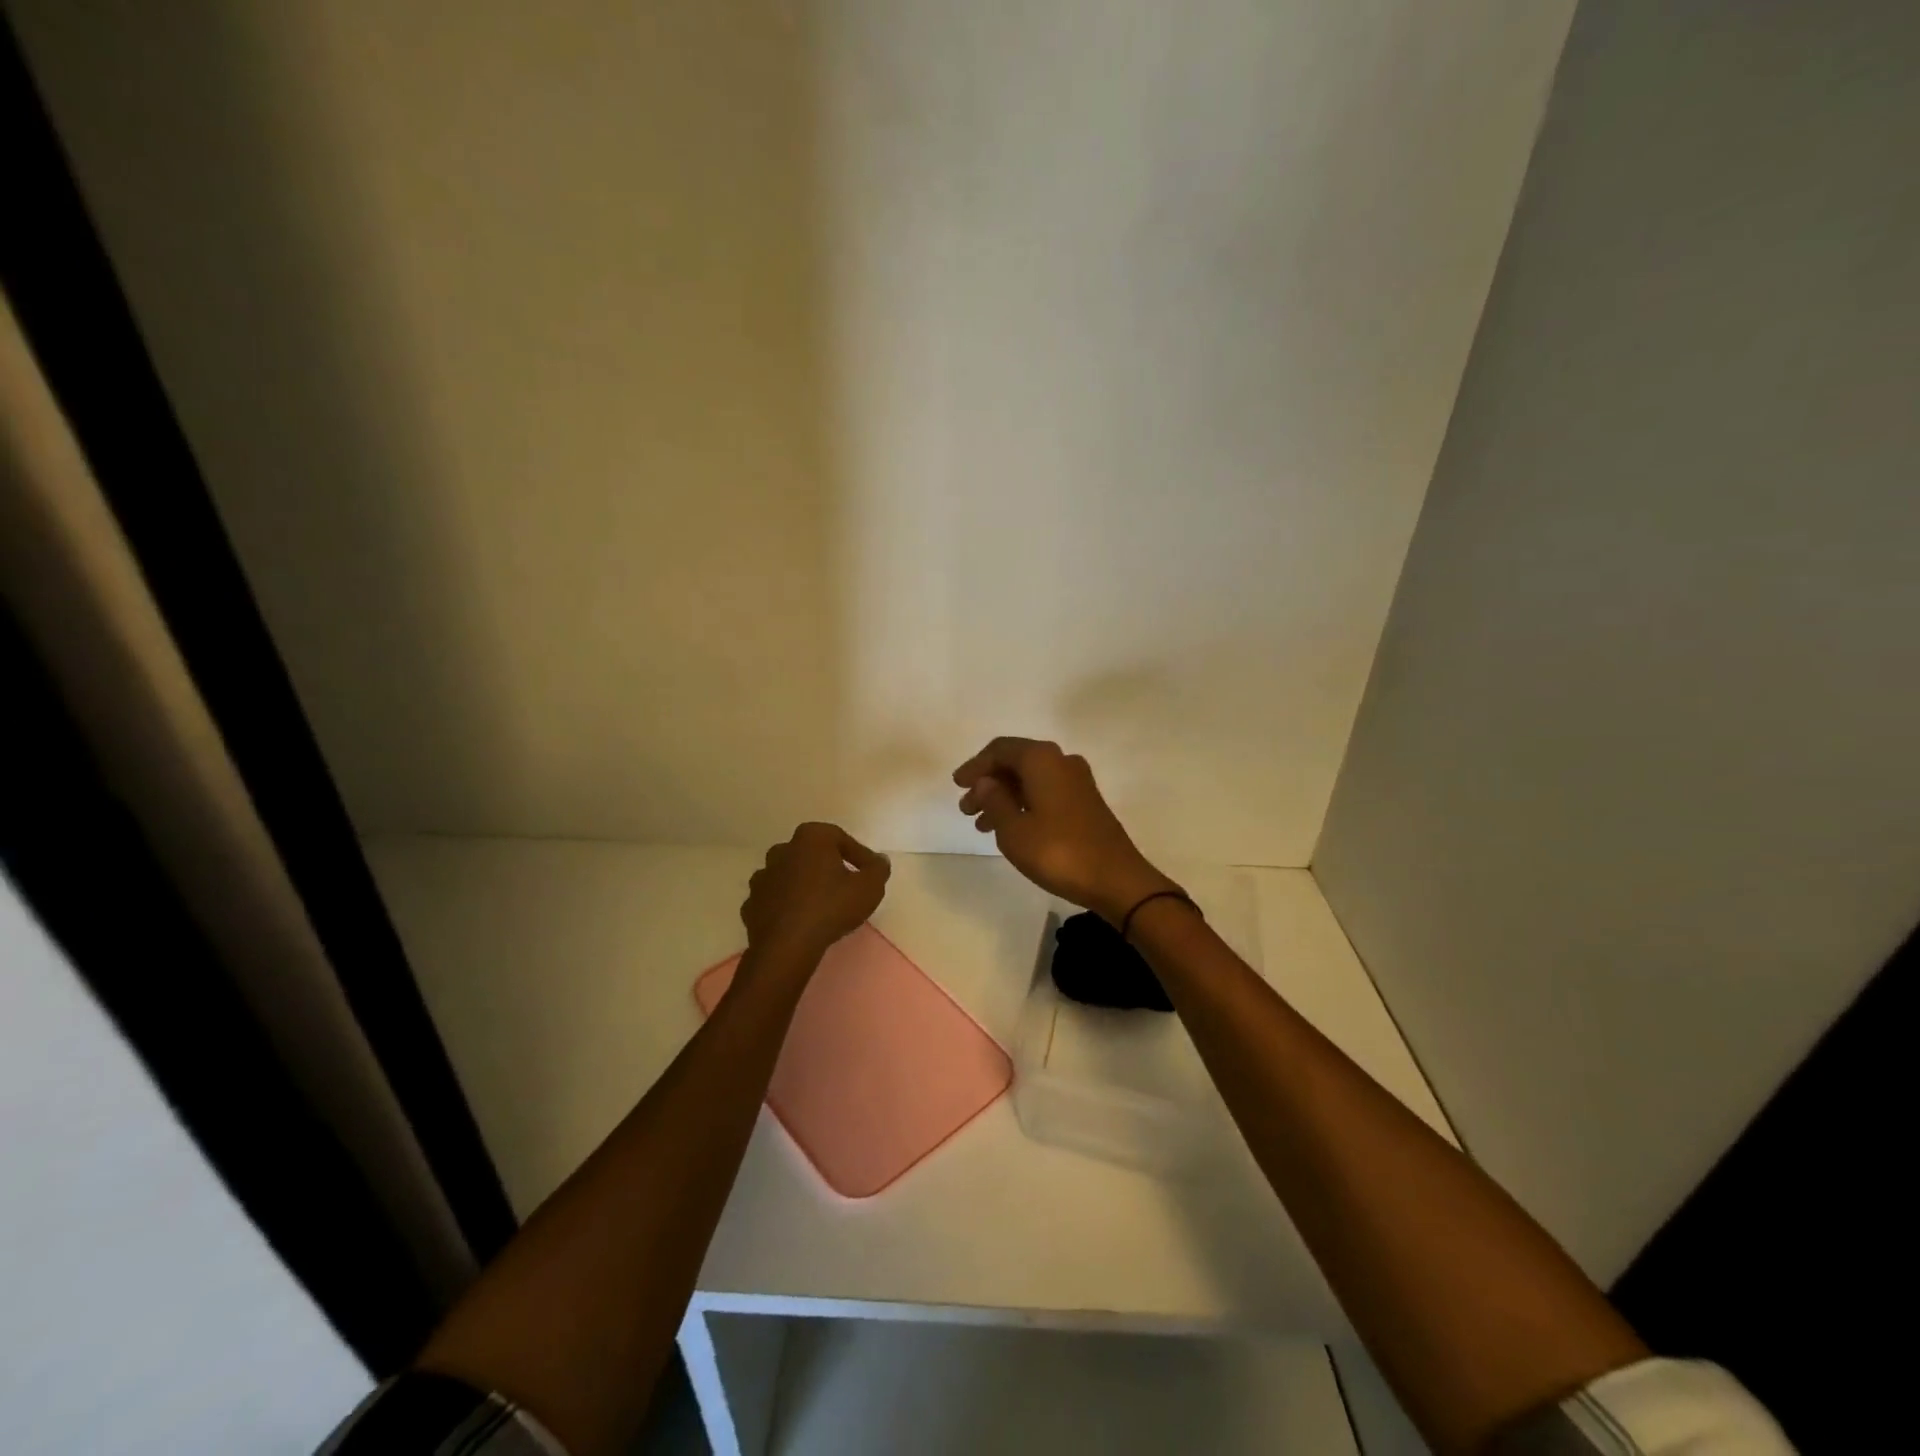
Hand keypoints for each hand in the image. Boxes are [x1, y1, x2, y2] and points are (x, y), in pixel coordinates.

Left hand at [740, 822, 891, 958]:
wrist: (787, 945)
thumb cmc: (831, 907)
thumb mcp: (870, 887)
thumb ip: (878, 869)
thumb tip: (879, 861)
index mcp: (811, 837)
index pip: (841, 839)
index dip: (859, 855)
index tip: (870, 873)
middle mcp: (782, 850)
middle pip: (812, 854)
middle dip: (828, 866)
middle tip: (845, 886)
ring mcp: (762, 877)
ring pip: (790, 875)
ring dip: (804, 885)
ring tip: (822, 905)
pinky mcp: (751, 904)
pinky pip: (775, 899)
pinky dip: (786, 905)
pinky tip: (799, 920)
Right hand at [954, 738, 1177, 923]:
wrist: (1116, 879)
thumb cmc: (1058, 851)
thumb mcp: (1014, 829)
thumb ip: (994, 800)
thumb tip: (985, 782)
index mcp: (1042, 759)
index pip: (1000, 750)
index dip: (975, 766)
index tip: (957, 785)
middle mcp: (1061, 761)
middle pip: (1016, 762)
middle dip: (988, 783)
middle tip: (967, 809)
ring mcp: (1077, 781)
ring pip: (1030, 780)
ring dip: (1004, 797)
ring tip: (982, 825)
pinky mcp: (1086, 801)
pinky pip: (1045, 792)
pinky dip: (1024, 804)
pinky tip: (1011, 828)